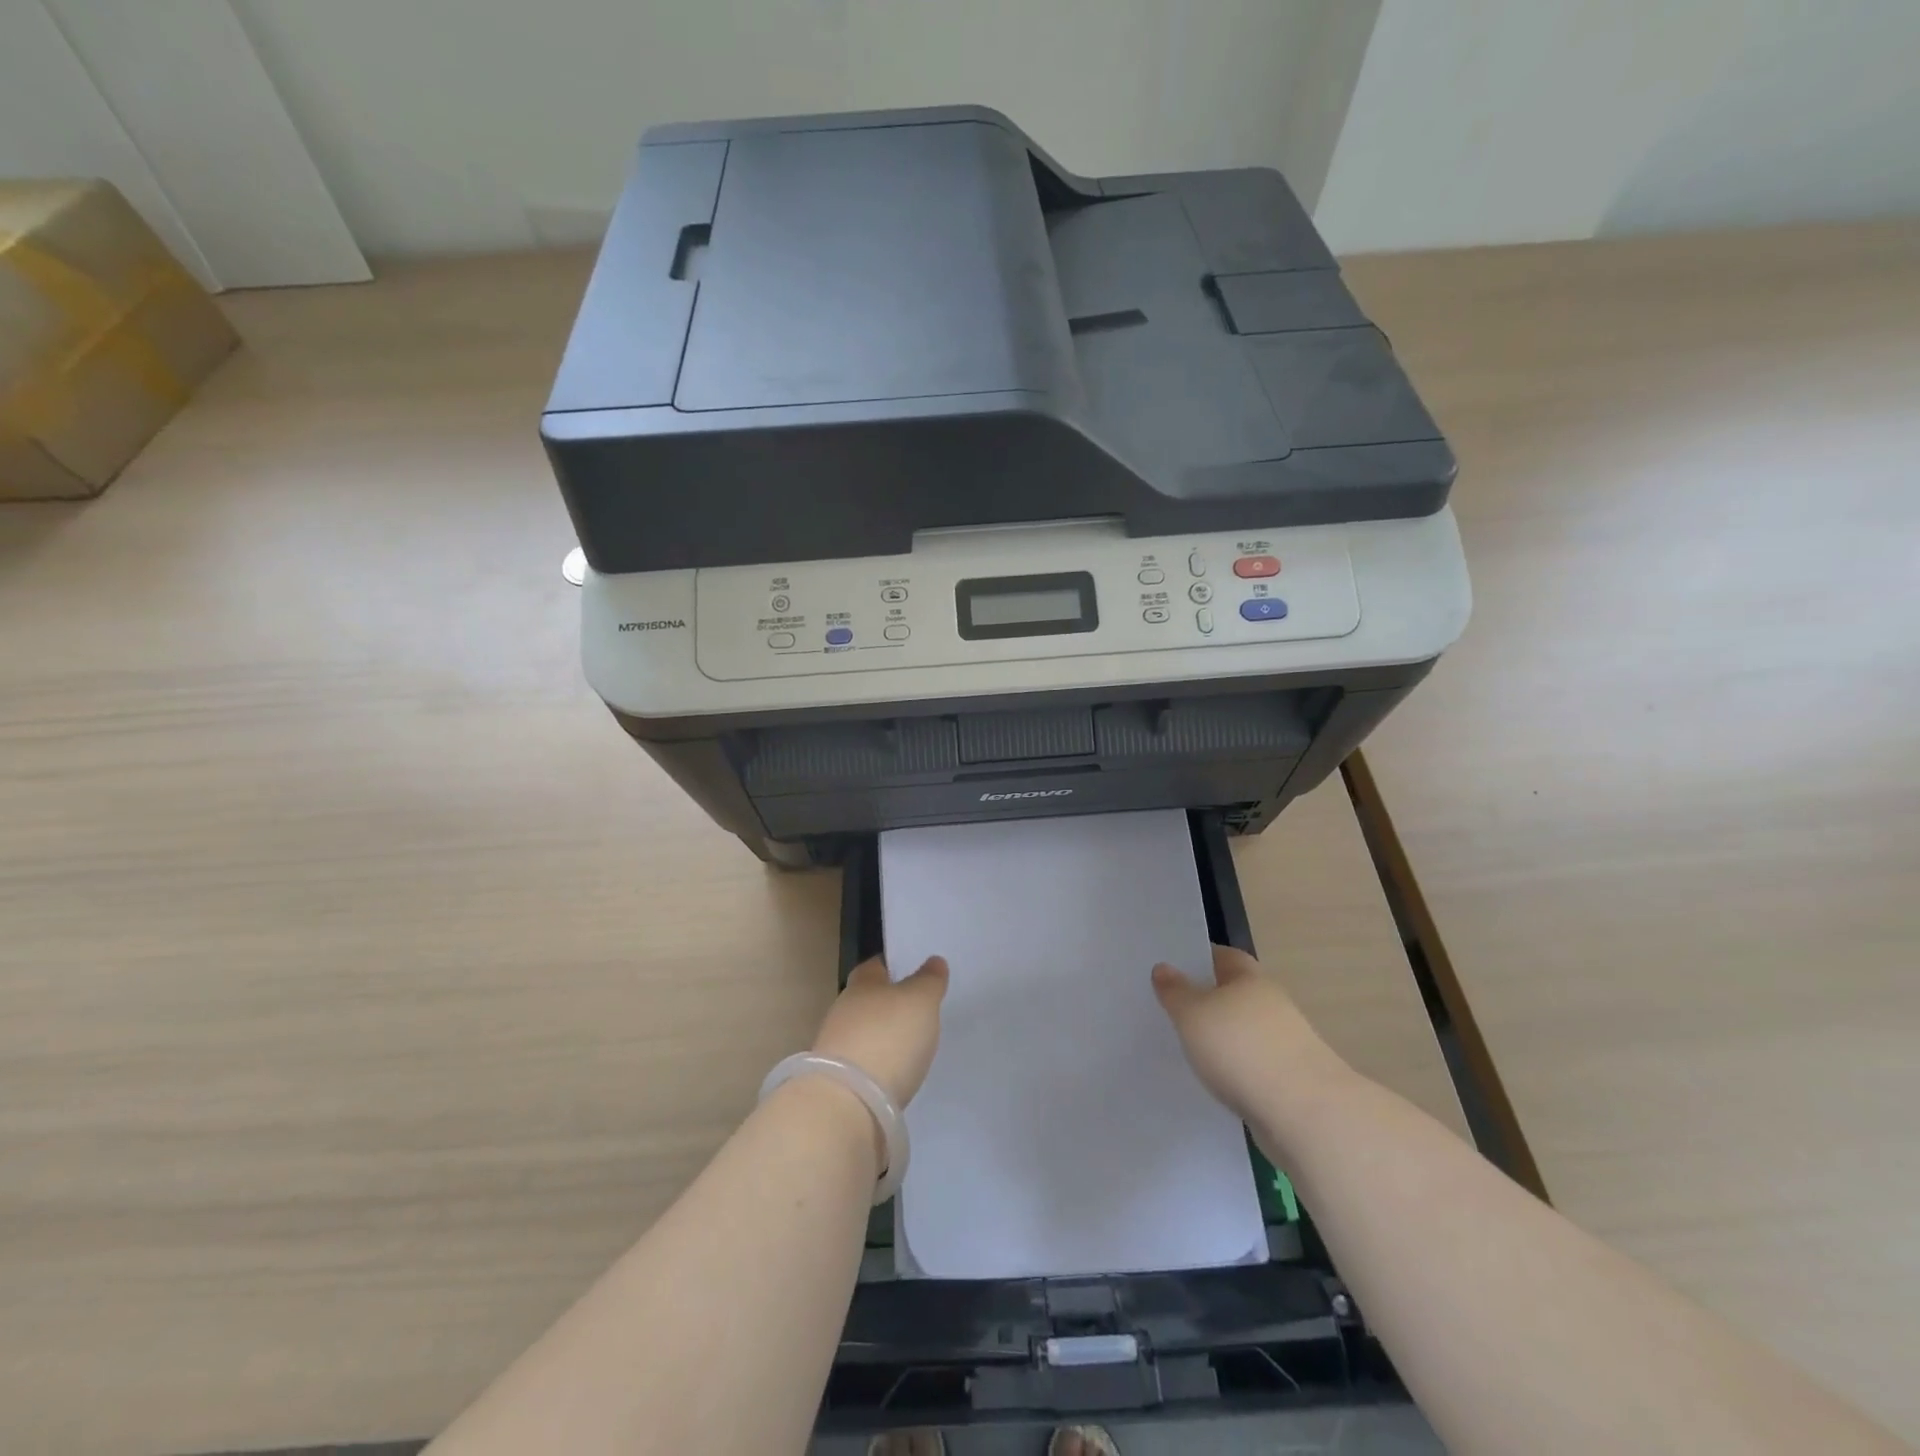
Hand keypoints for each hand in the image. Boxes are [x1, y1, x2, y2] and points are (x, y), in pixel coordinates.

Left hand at [811, 955, 948, 1106]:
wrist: (847, 1103)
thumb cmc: (888, 1037)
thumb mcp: (920, 1001)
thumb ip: (928, 980)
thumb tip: (933, 961)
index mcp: (862, 984)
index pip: (875, 966)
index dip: (892, 967)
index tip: (910, 971)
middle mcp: (843, 1010)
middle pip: (867, 1000)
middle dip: (888, 1004)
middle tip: (916, 1010)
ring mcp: (835, 1047)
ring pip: (863, 1032)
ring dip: (881, 1037)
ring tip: (909, 1045)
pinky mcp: (837, 1082)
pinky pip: (862, 1064)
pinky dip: (877, 1065)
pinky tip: (894, 1074)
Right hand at [1152, 946, 1343, 1122]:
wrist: (1304, 1115)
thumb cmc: (1241, 1049)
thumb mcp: (1192, 1014)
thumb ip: (1175, 991)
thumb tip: (1164, 968)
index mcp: (1250, 978)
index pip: (1222, 956)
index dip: (1197, 958)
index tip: (1170, 968)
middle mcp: (1271, 1004)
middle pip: (1232, 993)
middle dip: (1205, 999)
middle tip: (1169, 1009)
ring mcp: (1284, 1043)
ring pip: (1241, 1031)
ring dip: (1220, 1037)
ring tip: (1185, 1048)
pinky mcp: (1288, 1080)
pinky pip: (1250, 1064)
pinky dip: (1232, 1068)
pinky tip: (1212, 1080)